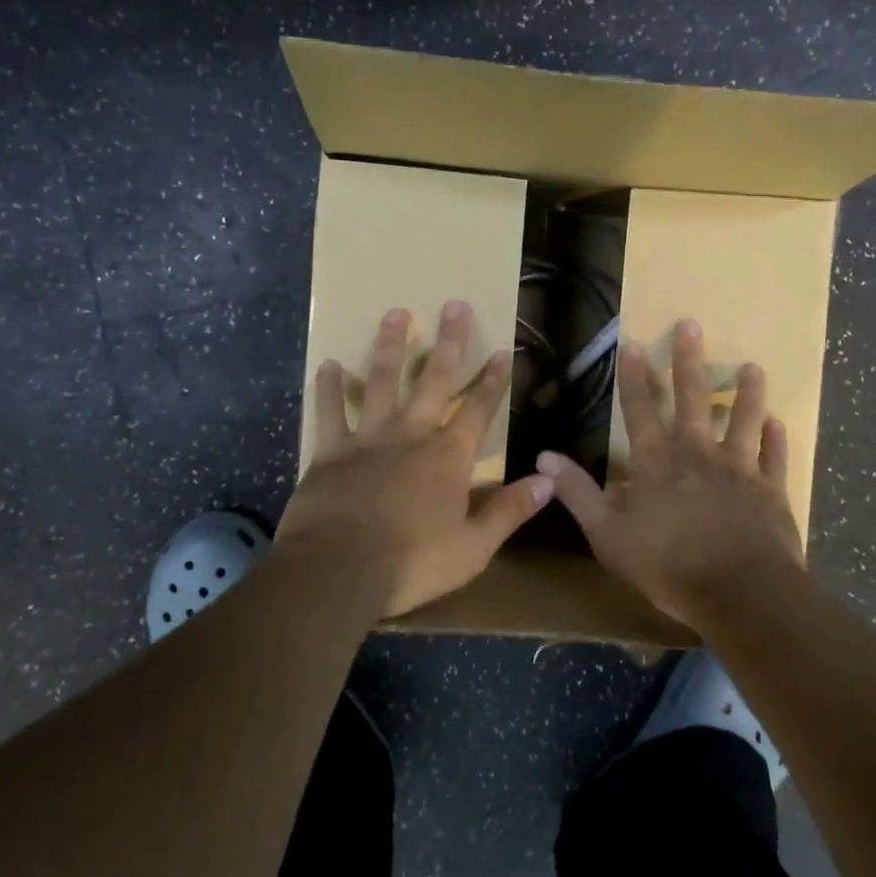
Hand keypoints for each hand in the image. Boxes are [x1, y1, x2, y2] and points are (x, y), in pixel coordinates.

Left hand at [277, 301, 553, 617]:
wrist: (337, 571)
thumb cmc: (411, 563)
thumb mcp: (473, 547)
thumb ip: (510, 511)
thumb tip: (548, 480)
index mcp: (447, 457)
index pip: (478, 411)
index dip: (492, 382)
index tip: (501, 351)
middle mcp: (411, 435)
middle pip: (434, 381)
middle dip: (449, 343)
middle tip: (455, 305)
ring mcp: (368, 439)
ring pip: (382, 382)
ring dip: (391, 347)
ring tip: (396, 313)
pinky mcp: (331, 451)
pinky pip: (330, 412)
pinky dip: (328, 388)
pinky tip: (327, 364)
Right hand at [536, 319, 804, 623]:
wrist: (741, 593)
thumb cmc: (668, 565)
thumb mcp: (608, 534)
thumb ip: (578, 493)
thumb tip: (544, 457)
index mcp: (657, 462)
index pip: (640, 409)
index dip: (633, 376)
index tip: (632, 342)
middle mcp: (698, 454)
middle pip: (693, 398)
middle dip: (688, 360)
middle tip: (692, 324)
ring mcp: (739, 469)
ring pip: (744, 418)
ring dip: (746, 392)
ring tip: (751, 366)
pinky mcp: (771, 491)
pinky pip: (775, 457)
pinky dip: (777, 439)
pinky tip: (778, 423)